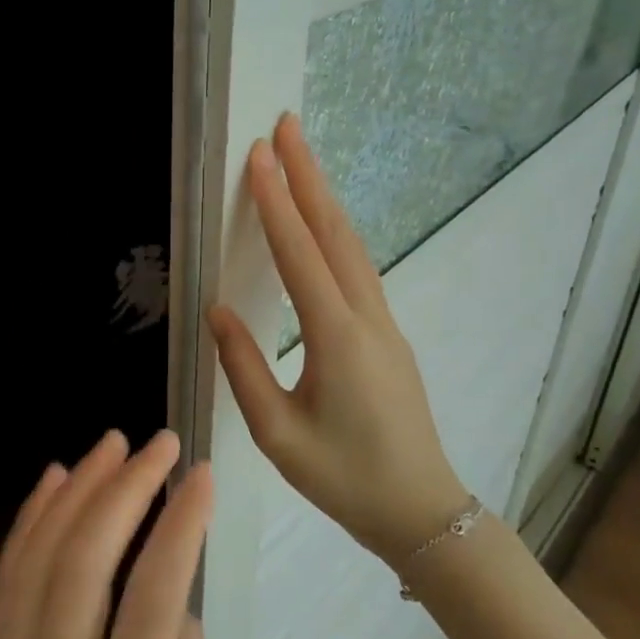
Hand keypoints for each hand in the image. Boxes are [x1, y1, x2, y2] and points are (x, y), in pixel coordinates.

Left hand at [0, 430, 215, 638]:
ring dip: (78, 489)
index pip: (153, 600)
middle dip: (127, 488)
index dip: (181, 525)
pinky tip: (57, 479)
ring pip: (39, 557)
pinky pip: (6, 579)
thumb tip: (171, 584)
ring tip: (113, 445)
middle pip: (87, 563)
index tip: (203, 475)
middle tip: (159, 444)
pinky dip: (32, 519)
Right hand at [208, 114, 468, 567]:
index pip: (300, 254)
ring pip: (352, 245)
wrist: (422, 512)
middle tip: (286, 126)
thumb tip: (218, 310)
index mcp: (337, 339)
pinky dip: (335, 230)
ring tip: (300, 158)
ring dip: (324, 196)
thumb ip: (244, 367)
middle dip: (309, 175)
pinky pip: (357, 267)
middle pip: (335, 232)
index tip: (259, 156)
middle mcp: (366, 317)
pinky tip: (321, 221)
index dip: (276, 202)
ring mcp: (383, 323)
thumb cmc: (344, 478)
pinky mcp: (386, 333)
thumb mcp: (277, 434)